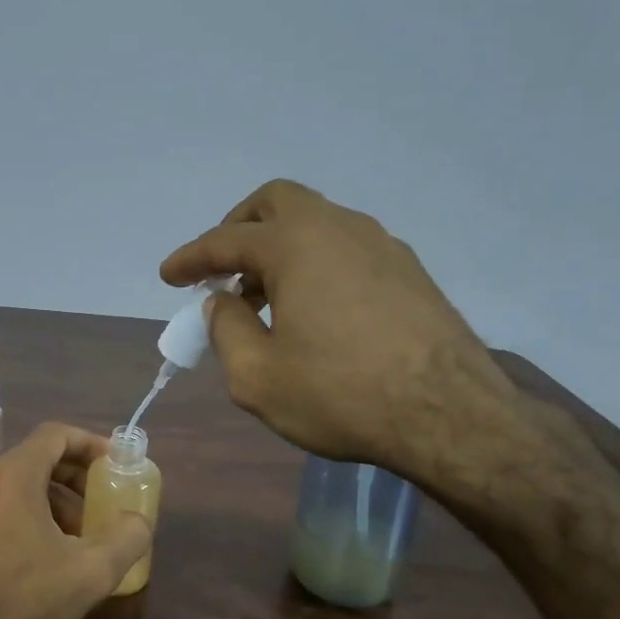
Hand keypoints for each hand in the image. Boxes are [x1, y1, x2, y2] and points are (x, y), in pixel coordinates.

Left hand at [0, 423, 151, 618]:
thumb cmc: (19, 598)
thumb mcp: (89, 573)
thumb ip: (126, 539)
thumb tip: (139, 521)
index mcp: (13, 473)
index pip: (56, 434)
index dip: (90, 443)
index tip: (114, 463)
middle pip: (35, 459)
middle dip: (74, 479)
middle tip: (99, 505)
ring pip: (14, 486)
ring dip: (50, 502)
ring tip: (74, 540)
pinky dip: (23, 516)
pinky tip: (37, 558)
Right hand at [161, 179, 531, 497]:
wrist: (451, 415)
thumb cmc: (342, 395)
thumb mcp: (257, 376)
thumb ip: (226, 330)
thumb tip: (222, 303)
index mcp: (295, 245)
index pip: (226, 240)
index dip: (191, 258)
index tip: (169, 276)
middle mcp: (339, 228)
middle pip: (276, 203)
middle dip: (239, 228)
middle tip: (222, 268)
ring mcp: (381, 244)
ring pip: (317, 223)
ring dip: (280, 248)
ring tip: (265, 298)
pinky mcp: (410, 270)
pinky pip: (347, 248)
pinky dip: (316, 263)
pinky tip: (316, 309)